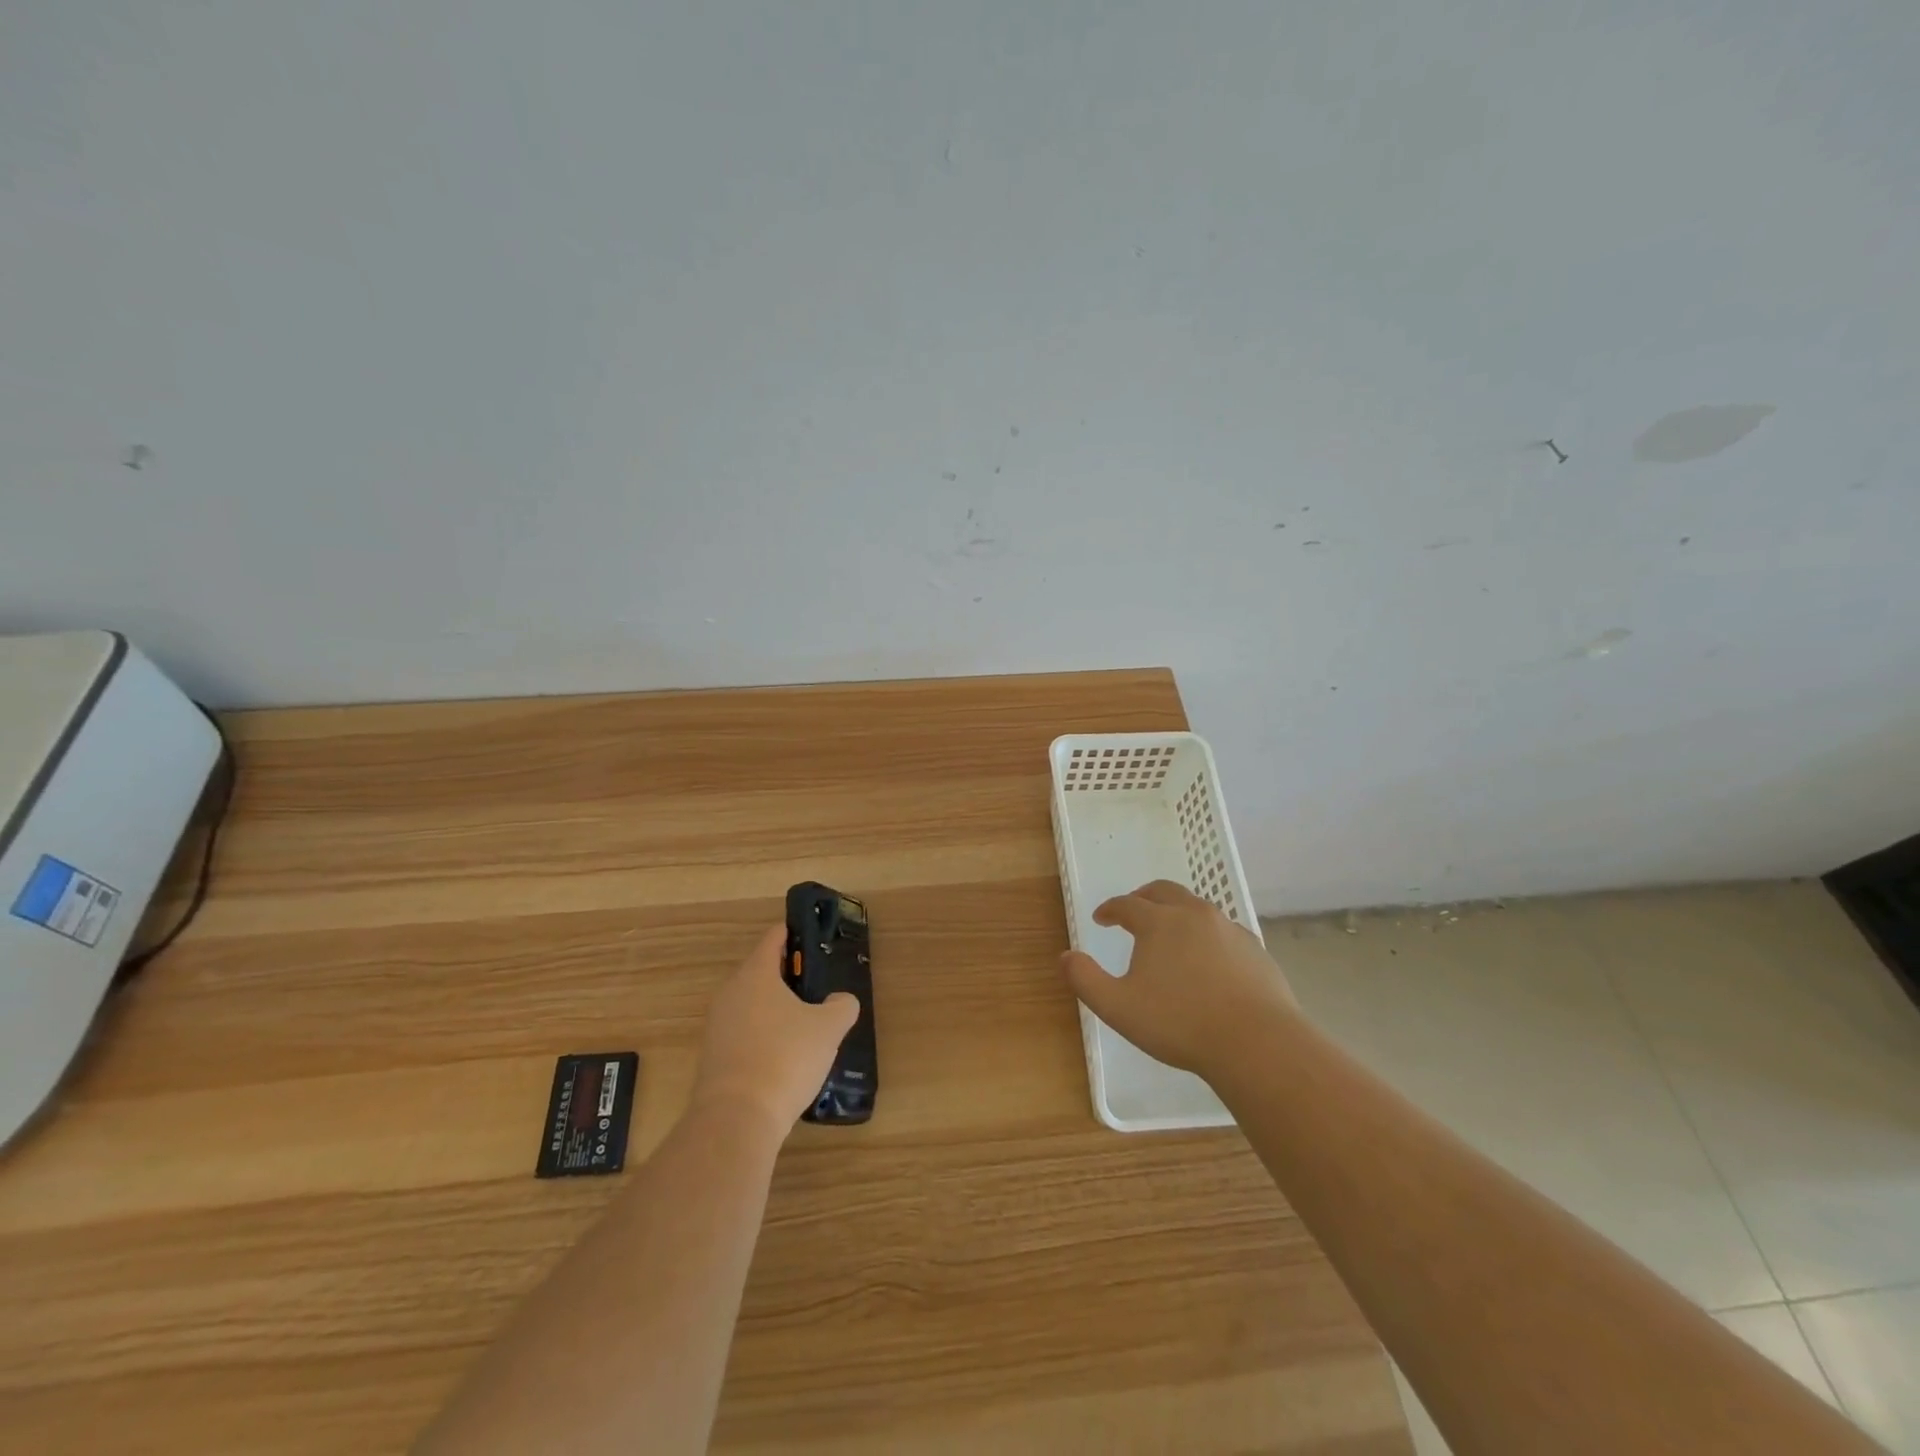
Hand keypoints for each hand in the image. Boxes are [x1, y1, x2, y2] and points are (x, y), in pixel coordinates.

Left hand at [692, 925, 858, 1136]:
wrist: (736, 1119)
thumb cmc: (785, 1058)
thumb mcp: (828, 1028)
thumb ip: (841, 1006)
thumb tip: (840, 1001)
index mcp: (755, 974)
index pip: (774, 938)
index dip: (794, 935)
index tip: (812, 940)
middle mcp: (730, 993)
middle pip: (761, 972)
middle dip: (787, 977)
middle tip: (817, 988)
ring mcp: (716, 1026)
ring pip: (751, 1005)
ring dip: (775, 1010)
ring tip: (805, 1026)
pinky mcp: (712, 1058)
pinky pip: (743, 1034)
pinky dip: (763, 1037)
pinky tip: (784, 1058)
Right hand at [1061, 880, 1295, 1082]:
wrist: (1256, 1042)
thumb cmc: (1180, 1023)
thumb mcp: (1118, 1007)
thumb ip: (1085, 980)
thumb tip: (1066, 956)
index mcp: (1158, 922)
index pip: (1126, 904)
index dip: (1110, 909)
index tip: (1101, 918)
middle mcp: (1193, 915)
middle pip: (1163, 892)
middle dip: (1143, 897)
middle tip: (1133, 910)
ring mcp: (1228, 929)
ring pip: (1196, 907)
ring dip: (1176, 912)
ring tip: (1169, 932)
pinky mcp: (1254, 949)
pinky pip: (1223, 930)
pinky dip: (1207, 934)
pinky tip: (1207, 958)